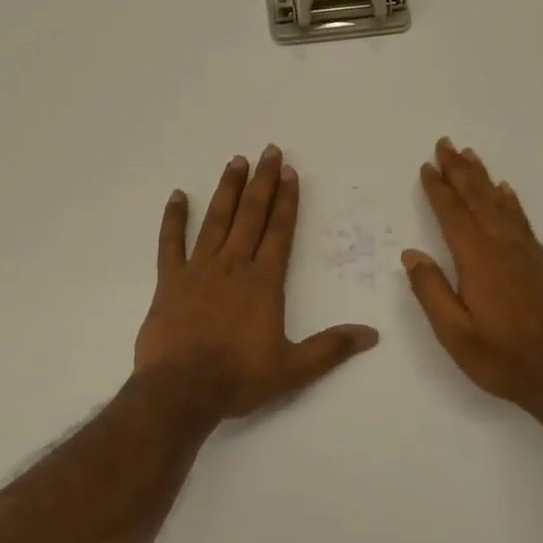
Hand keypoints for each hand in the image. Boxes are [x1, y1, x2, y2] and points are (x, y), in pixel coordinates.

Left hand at [136, 146, 379, 418]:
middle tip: (268, 151)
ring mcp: (198, 270)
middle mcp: (233, 266)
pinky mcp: (169, 282)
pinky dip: (173, 219)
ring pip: (216, 220)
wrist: (181, 391)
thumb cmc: (239, 378)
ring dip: (227, 190)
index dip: (286, 200)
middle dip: (262, 182)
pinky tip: (177, 196)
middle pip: (251, 215)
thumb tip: (372, 334)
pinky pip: (170, 243)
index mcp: (263, 282)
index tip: (290, 172)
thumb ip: (332, 348)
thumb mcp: (293, 369)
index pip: (279, 231)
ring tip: (236, 161)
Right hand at [402, 138, 542, 414]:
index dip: (439, 189)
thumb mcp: (454, 334)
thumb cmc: (501, 358)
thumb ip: (431, 291)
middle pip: (478, 199)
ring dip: (483, 178)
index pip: (453, 215)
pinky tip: (506, 192)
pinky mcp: (541, 263)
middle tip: (445, 144)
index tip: (427, 166)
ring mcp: (526, 254)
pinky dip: (510, 201)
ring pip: (500, 204)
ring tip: (470, 156)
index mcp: (478, 261)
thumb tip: (412, 255)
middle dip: (460, 171)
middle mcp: (503, 247)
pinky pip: (521, 220)